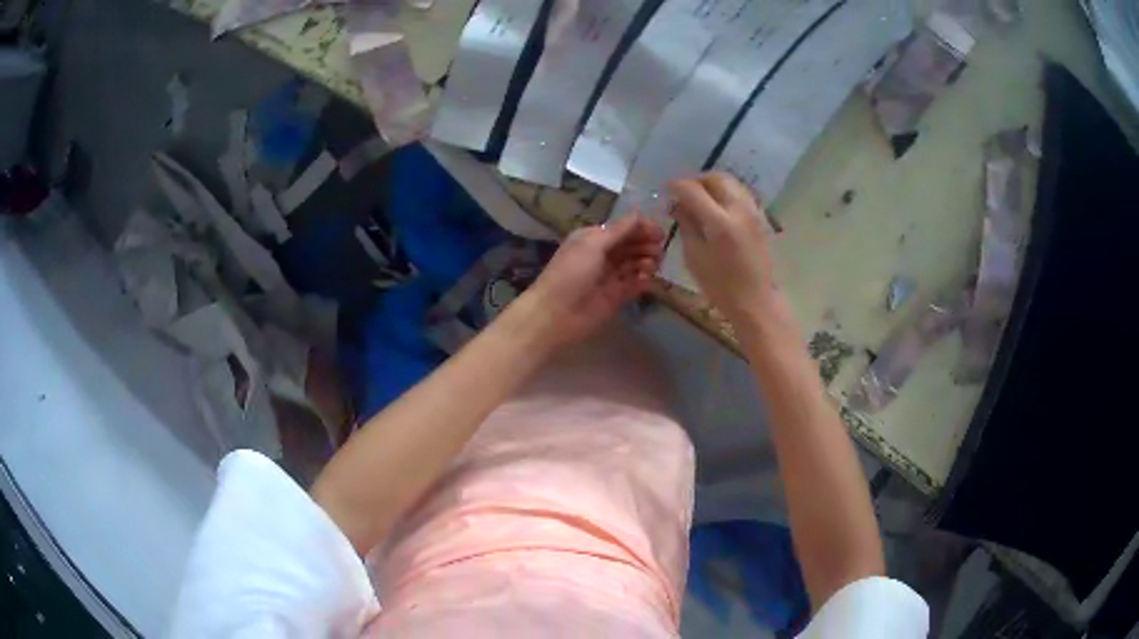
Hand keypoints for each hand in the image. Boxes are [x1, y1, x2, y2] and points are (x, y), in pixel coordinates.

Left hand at [522, 215, 663, 349]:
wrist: (556, 314)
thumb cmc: (571, 273)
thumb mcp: (593, 244)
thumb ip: (619, 230)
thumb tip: (640, 214)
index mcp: (593, 239)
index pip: (622, 229)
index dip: (641, 228)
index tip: (660, 232)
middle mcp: (602, 255)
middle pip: (631, 245)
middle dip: (646, 244)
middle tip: (658, 250)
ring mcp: (610, 277)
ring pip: (635, 264)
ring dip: (646, 261)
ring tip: (651, 265)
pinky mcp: (616, 297)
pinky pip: (635, 285)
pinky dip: (643, 280)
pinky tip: (646, 279)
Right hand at [669, 173, 791, 334]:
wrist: (756, 299)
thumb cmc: (720, 285)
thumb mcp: (694, 256)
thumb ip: (686, 224)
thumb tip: (677, 204)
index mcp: (720, 222)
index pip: (693, 190)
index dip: (676, 186)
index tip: (666, 191)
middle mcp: (739, 210)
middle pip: (715, 178)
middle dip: (696, 181)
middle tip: (684, 194)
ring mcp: (753, 211)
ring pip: (731, 182)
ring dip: (713, 185)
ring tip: (701, 199)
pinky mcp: (761, 217)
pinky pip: (741, 193)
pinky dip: (727, 193)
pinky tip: (719, 208)